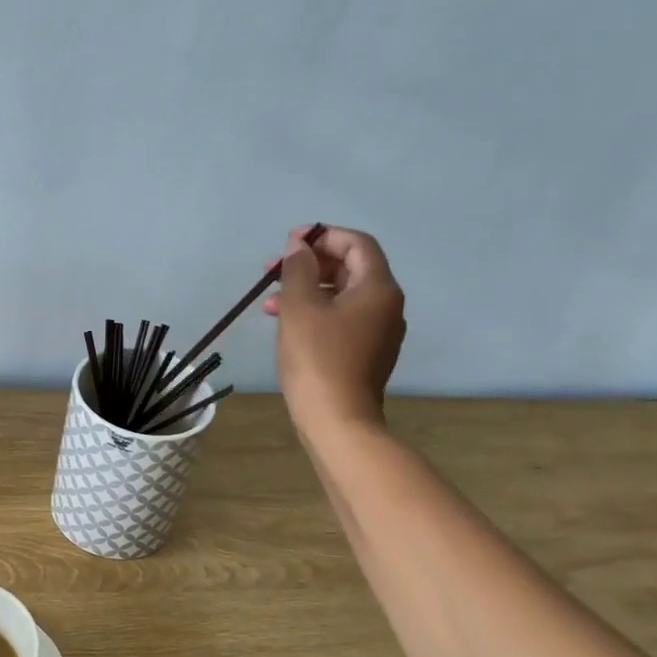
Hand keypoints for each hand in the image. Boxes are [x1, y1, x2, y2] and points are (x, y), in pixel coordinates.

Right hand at [264, 224, 405, 434]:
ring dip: (307, 289)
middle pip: (350, 268)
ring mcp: (379, 331)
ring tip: (270, 302)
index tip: (289, 243)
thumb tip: (299, 246)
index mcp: (378, 288)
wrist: (337, 420)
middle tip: (272, 271)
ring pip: (342, 295)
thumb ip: (298, 269)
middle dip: (310, 264)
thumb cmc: (317, 358)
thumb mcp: (299, 307)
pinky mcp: (366, 352)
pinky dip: (316, 312)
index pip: (357, 244)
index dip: (323, 236)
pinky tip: (286, 323)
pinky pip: (342, 318)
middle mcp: (386, 305)